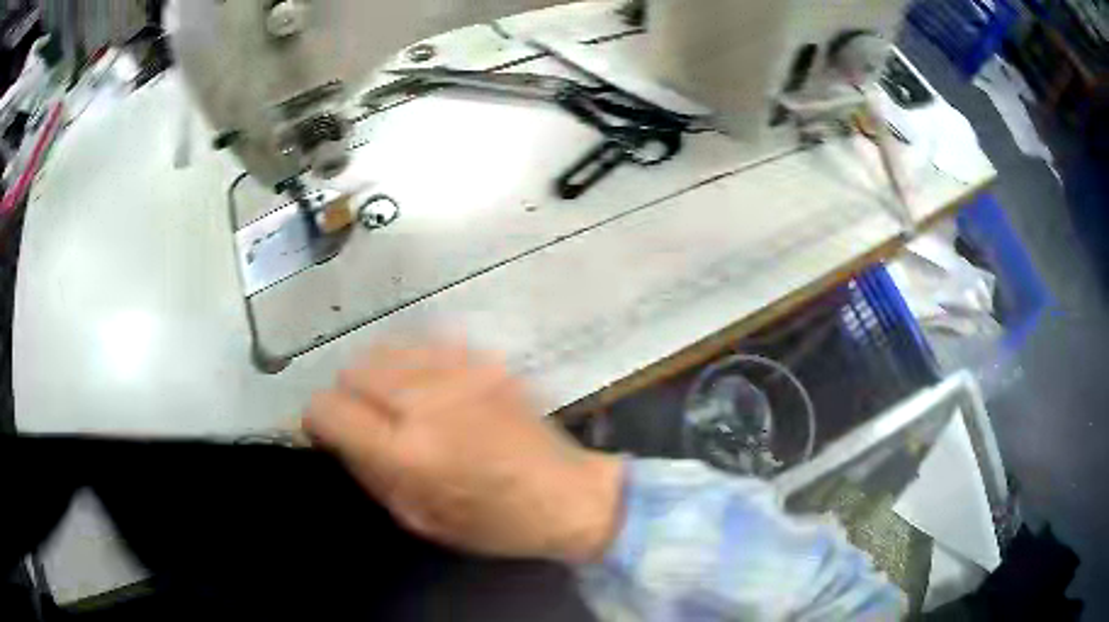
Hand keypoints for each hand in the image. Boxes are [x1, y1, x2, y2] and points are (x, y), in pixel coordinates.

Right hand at [303, 342, 622, 563]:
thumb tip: (334, 435)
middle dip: (348, 396)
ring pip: (384, 349)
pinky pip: (425, 342)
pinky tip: (429, 387)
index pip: (328, 408)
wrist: (566, 495)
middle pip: (352, 370)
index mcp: (406, 452)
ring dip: (378, 377)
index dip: (317, 420)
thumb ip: (368, 471)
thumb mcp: (418, 518)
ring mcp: (460, 372)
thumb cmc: (492, 522)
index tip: (327, 432)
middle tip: (367, 421)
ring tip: (397, 403)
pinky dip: (414, 363)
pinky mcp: (485, 359)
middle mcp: (427, 401)